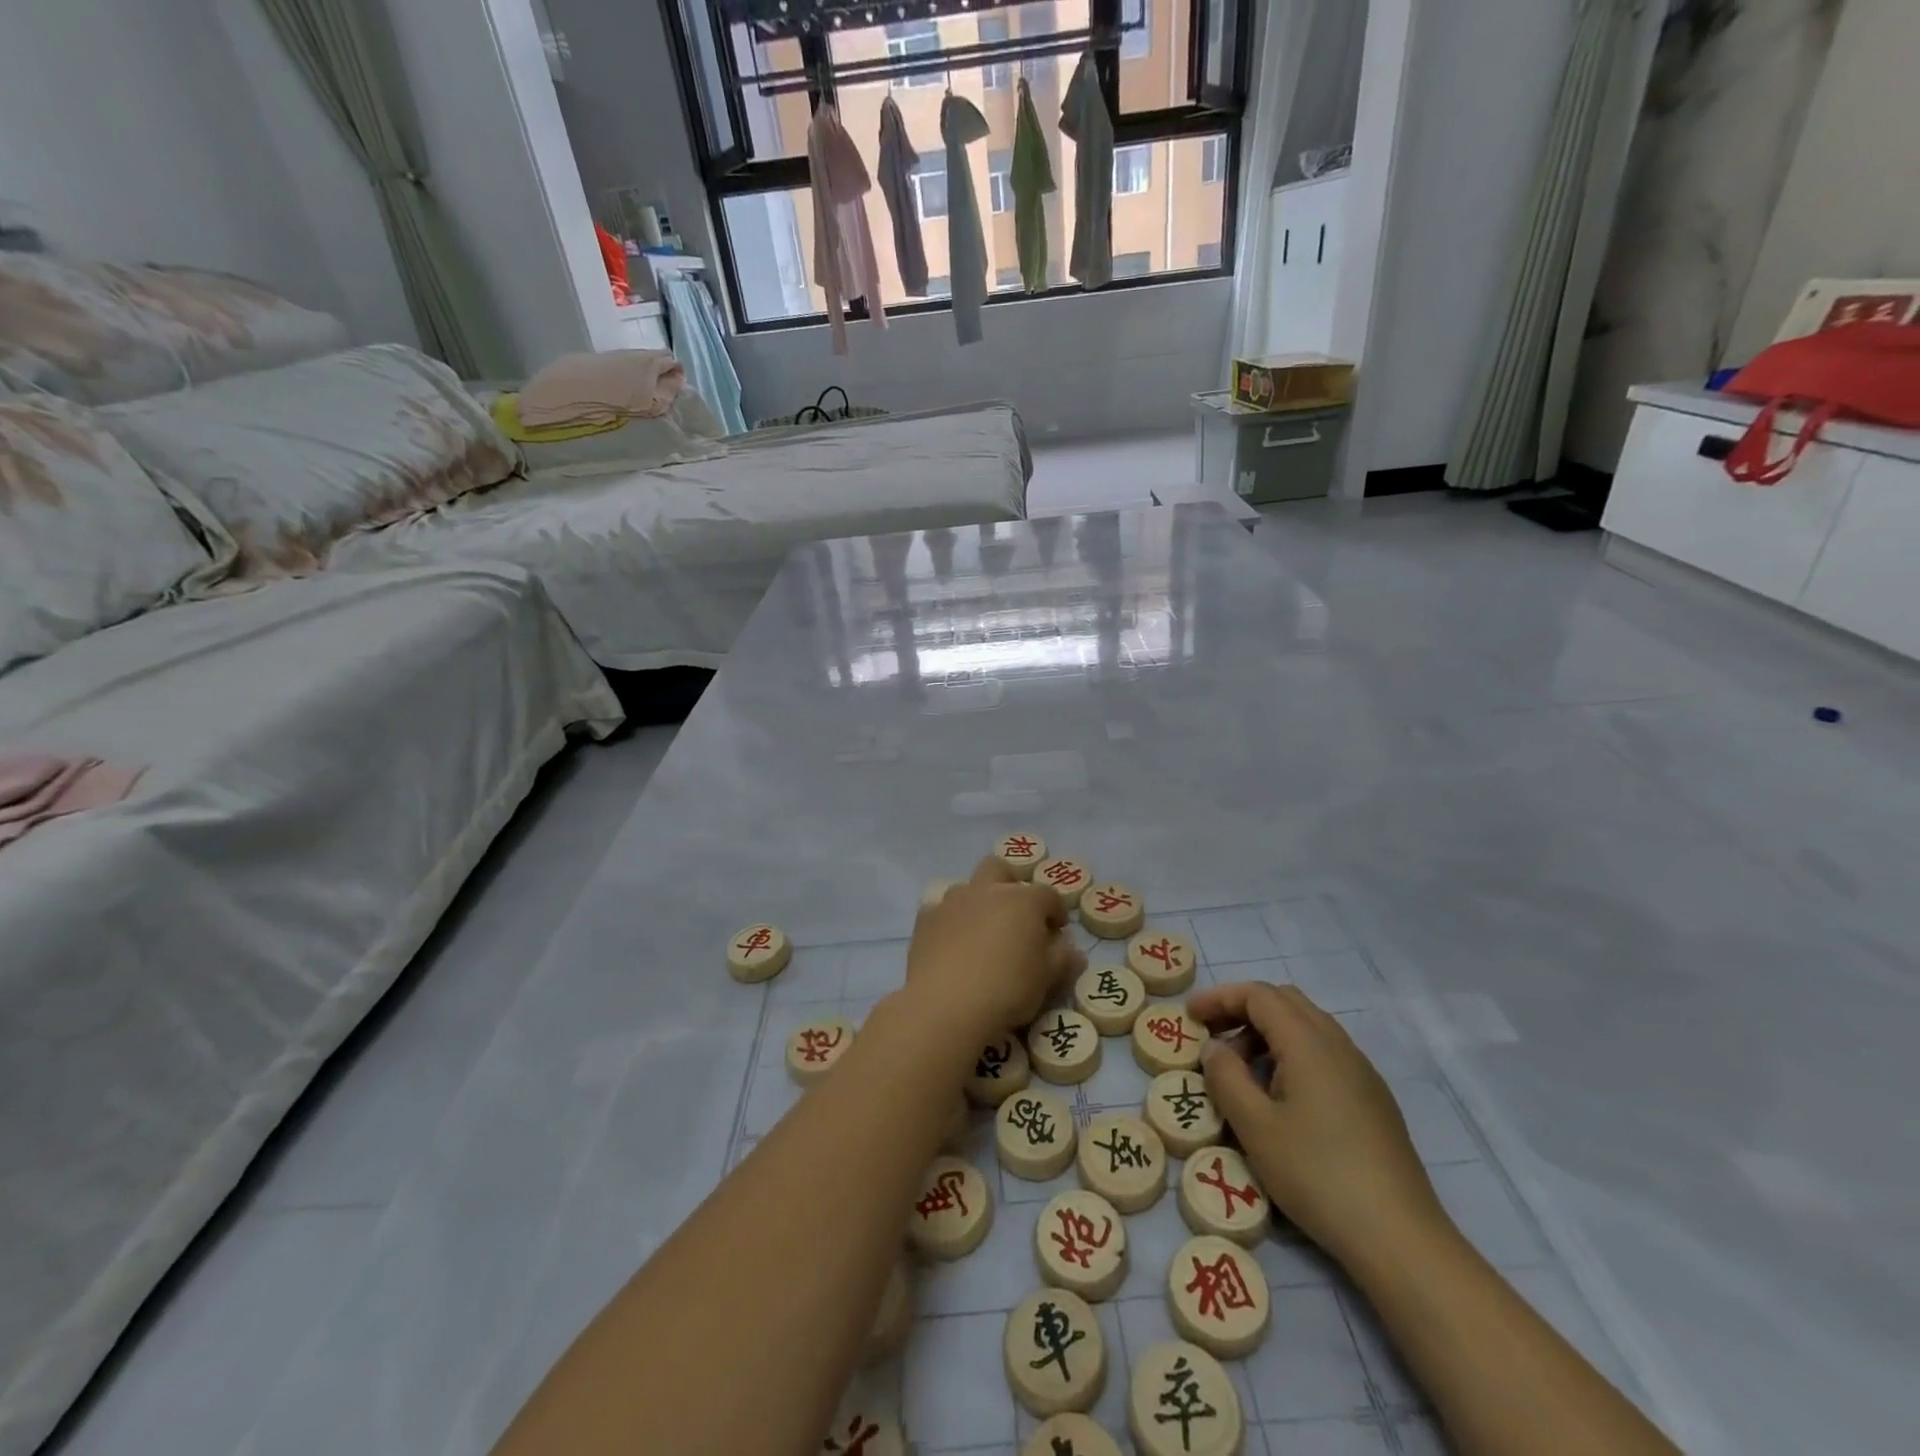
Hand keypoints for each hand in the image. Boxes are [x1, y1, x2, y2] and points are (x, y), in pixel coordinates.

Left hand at [906, 857, 1084, 1037]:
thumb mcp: (1046, 980)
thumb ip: (1062, 960)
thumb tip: (1072, 950)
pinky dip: (951, 922)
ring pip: (968, 888)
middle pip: (1000, 869)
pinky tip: (952, 947)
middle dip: (1011, 885)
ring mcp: (951, 902)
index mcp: (1022, 900)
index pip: (1048, 895)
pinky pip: (941, 911)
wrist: (945, 1005)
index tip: (1058, 931)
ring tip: (982, 935)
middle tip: (1016, 917)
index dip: (1056, 911)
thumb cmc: (1007, 989)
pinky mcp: (924, 920)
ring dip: (978, 903)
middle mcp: (986, 891)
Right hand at [1191, 982, 1444, 1272]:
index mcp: (1308, 1042)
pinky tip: (1280, 1096)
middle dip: (1243, 1009)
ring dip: (1267, 1034)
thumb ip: (1226, 1077)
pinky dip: (1291, 1054)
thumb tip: (1214, 1048)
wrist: (1399, 1237)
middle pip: (1285, 1002)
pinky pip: (1324, 1053)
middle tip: (1213, 1037)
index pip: (1258, 995)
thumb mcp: (1255, 1127)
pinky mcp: (1373, 1099)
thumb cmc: (1317, 1174)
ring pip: (1307, 1027)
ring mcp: (1361, 1072)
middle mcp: (1338, 1045)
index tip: (1190, 1017)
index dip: (1220, 998)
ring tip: (1241, 1071)